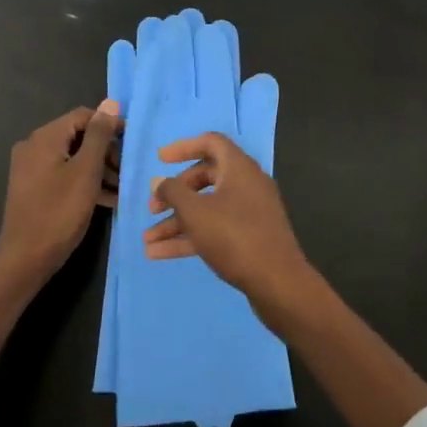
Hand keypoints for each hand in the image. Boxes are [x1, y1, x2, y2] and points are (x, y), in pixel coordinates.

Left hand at [0, 101, 121, 289]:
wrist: (25, 259)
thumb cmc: (59, 212)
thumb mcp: (87, 171)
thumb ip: (100, 135)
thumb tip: (111, 103)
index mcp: (45, 137)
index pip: (83, 116)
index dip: (110, 125)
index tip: (132, 143)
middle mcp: (34, 146)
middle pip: (78, 136)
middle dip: (106, 151)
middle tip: (127, 170)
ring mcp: (31, 168)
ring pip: (72, 157)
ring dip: (98, 168)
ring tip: (121, 187)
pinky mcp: (33, 188)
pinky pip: (64, 174)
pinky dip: (84, 181)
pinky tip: (106, 199)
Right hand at [146, 133, 313, 318]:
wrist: (278, 283)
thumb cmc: (234, 237)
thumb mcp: (196, 212)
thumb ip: (173, 192)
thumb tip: (159, 181)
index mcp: (239, 168)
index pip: (211, 143)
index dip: (184, 147)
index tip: (160, 160)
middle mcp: (247, 184)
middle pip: (206, 178)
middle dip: (176, 193)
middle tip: (153, 208)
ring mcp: (250, 212)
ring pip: (207, 208)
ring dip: (177, 222)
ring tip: (148, 240)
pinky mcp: (249, 237)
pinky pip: (215, 229)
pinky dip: (190, 237)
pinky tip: (160, 254)